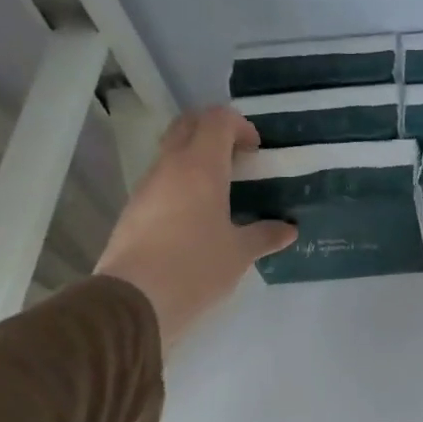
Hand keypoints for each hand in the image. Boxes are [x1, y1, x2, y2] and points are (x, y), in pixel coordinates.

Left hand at [95, 107, 296, 352]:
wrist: (134, 301)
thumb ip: (265, 235)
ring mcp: (146, 187)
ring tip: (222, 189)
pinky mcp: (134, 210)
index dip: (240, 125)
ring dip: (196, 157)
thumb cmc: (195, 267)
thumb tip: (288, 229)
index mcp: (200, 167)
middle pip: (188, 125)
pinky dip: (182, 182)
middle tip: (238, 157)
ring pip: (171, 152)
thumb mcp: (239, 253)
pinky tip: (198, 215)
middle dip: (214, 130)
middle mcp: (169, 167)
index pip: (217, 120)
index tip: (256, 150)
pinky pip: (162, 181)